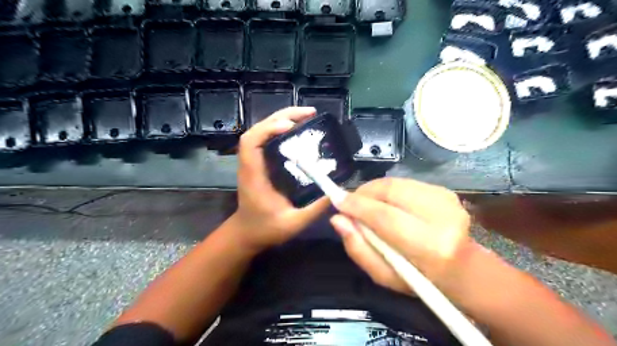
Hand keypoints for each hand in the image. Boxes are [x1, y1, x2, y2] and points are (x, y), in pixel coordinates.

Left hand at [230, 108, 329, 253]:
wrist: (247, 233)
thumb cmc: (265, 229)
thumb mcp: (293, 223)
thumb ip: (314, 210)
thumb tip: (336, 192)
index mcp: (254, 175)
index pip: (251, 142)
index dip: (268, 128)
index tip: (291, 125)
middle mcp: (251, 164)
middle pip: (257, 129)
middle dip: (281, 116)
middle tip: (309, 113)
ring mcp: (254, 162)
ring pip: (262, 131)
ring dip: (281, 119)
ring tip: (306, 117)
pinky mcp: (260, 164)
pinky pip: (267, 139)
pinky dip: (280, 129)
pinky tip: (297, 130)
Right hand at [330, 178, 473, 293]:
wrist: (463, 269)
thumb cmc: (421, 279)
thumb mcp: (384, 275)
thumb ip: (358, 248)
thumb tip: (337, 220)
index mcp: (429, 246)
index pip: (384, 216)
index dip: (357, 205)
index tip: (336, 200)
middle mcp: (441, 216)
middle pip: (389, 191)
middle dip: (363, 193)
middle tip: (350, 203)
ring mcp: (446, 199)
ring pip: (395, 183)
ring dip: (374, 190)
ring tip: (366, 204)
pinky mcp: (444, 190)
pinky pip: (404, 182)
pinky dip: (387, 190)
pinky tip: (385, 202)